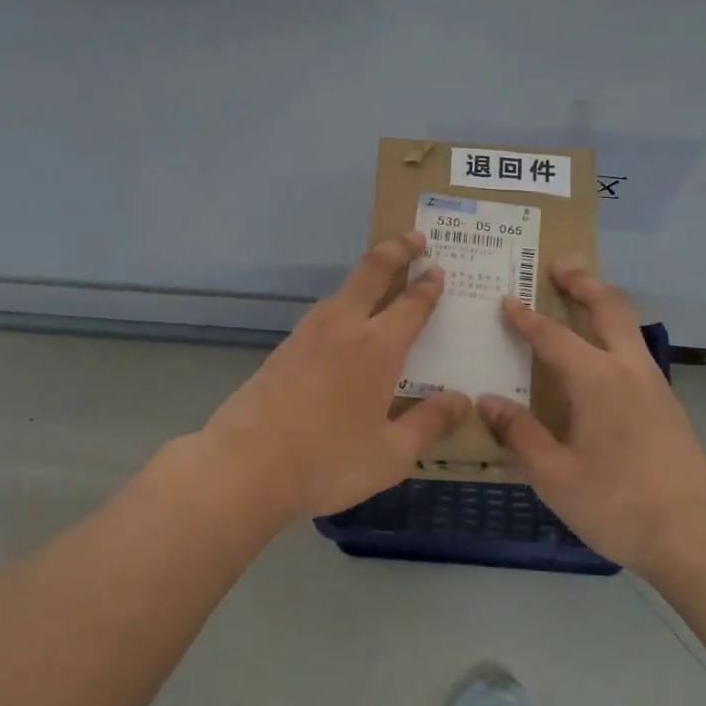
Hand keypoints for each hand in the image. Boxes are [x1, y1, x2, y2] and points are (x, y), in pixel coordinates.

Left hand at [197, 234, 470, 519]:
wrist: (244, 467)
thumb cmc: (327, 462)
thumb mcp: (392, 454)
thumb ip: (429, 424)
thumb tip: (461, 400)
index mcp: (377, 347)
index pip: (411, 304)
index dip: (428, 286)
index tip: (439, 270)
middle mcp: (343, 328)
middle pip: (371, 271)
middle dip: (396, 250)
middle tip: (416, 239)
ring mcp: (307, 335)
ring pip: (342, 289)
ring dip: (367, 274)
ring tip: (383, 277)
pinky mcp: (283, 349)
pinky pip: (323, 312)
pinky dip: (344, 302)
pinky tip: (344, 322)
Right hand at [476, 263, 705, 576]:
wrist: (698, 536)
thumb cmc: (618, 504)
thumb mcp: (554, 475)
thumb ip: (520, 434)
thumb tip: (487, 402)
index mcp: (597, 380)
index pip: (553, 336)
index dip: (526, 318)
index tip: (507, 299)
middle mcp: (629, 370)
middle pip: (608, 308)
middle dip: (583, 283)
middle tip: (559, 266)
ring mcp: (655, 387)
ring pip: (628, 328)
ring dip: (603, 306)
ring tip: (578, 301)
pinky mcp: (667, 407)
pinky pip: (634, 354)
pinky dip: (613, 336)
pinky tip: (599, 363)